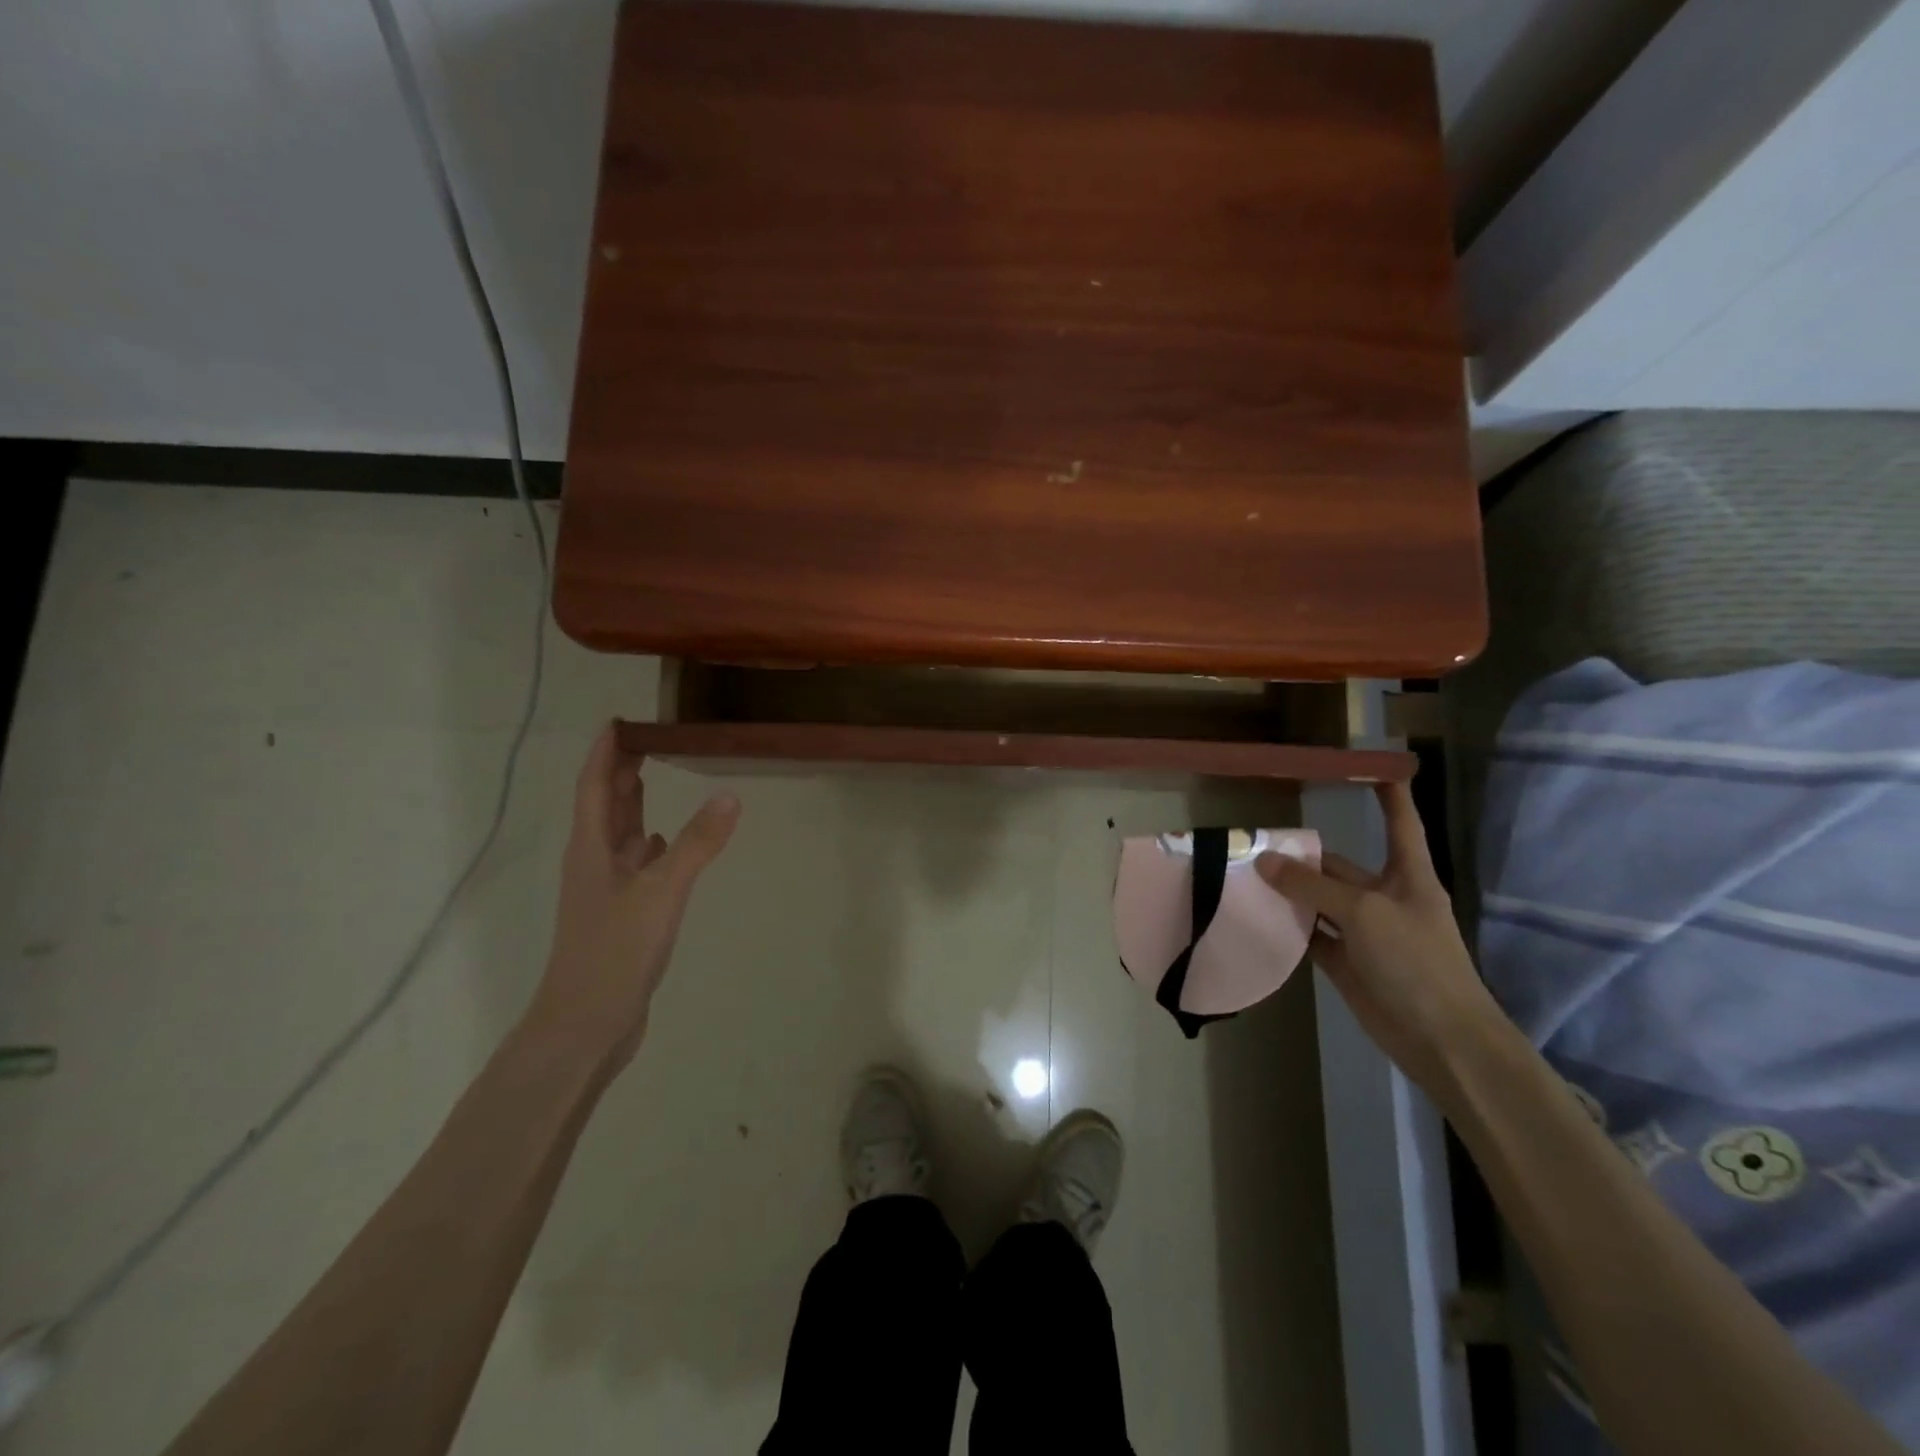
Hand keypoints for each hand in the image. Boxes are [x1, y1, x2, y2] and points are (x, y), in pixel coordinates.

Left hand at [526, 724, 739, 1070]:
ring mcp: (607, 891)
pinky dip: (651, 845)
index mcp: (592, 850)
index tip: (619, 721)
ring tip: (654, 778)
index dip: (604, 753)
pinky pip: (637, 865)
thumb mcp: (661, 893)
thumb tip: (731, 795)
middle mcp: (595, 863)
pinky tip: (667, 844)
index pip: (595, 787)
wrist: (585, 1026)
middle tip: (646, 740)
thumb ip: (697, 844)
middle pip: (604, 807)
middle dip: (620, 772)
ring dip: (634, 806)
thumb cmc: (613, 952)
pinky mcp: (622, 915)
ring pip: (620, 836)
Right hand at [1256, 780, 1500, 1094]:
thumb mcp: (1364, 912)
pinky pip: (1310, 935)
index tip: (1372, 766)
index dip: (1389, 795)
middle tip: (1254, 840)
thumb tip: (1264, 861)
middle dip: (1302, 854)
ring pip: (1318, 900)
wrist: (1441, 1039)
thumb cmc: (1416, 961)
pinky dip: (1286, 926)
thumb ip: (1312, 886)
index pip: (1399, 823)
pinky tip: (1256, 914)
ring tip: (1243, 872)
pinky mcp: (1345, 962)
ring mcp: (1363, 932)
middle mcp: (1384, 898)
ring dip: (1287, 890)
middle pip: (1338, 865)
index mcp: (1407, 877)